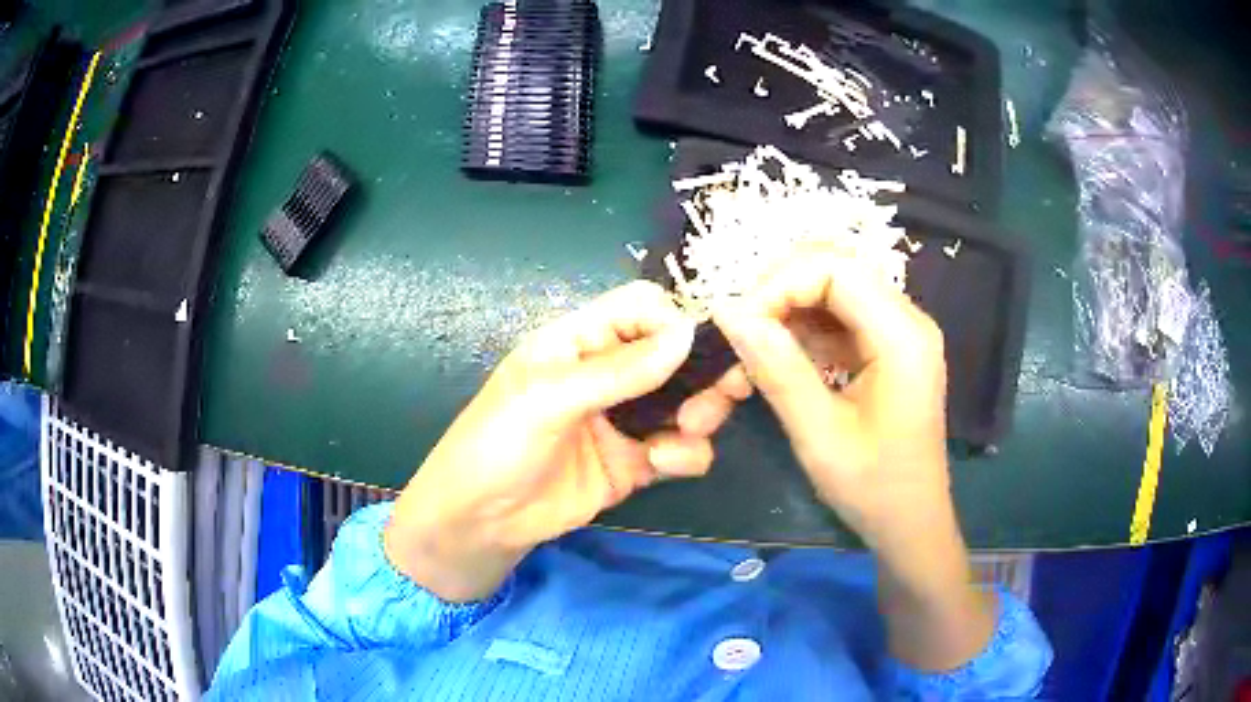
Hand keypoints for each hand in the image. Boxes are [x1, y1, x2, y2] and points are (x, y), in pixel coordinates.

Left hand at [385, 281, 750, 601]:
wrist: (482, 522)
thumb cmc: (497, 445)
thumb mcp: (547, 399)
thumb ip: (617, 371)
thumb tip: (686, 336)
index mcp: (580, 341)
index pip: (641, 308)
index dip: (673, 319)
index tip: (697, 348)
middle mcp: (609, 373)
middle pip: (676, 353)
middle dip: (704, 370)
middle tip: (724, 392)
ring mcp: (625, 420)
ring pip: (688, 401)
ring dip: (703, 412)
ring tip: (691, 428)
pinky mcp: (636, 462)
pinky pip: (681, 448)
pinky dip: (686, 454)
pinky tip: (664, 464)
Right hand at [713, 249, 994, 671]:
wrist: (910, 523)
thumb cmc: (873, 488)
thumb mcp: (819, 435)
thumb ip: (777, 370)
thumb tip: (728, 312)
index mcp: (902, 335)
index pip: (835, 268)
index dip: (778, 284)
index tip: (738, 326)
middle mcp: (906, 319)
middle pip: (834, 268)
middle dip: (778, 292)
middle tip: (740, 335)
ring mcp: (898, 331)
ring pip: (831, 289)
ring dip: (786, 312)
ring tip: (751, 354)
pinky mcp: (886, 348)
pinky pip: (837, 318)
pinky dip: (802, 331)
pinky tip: (779, 362)